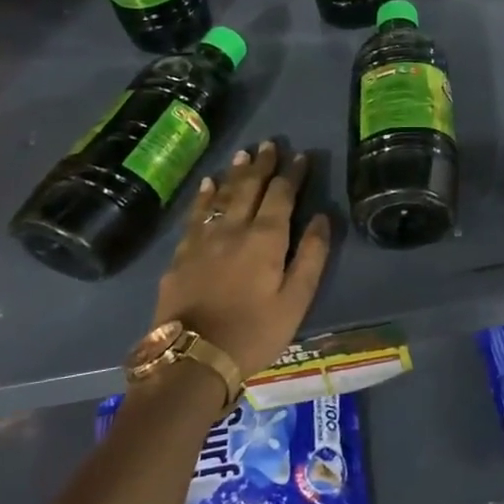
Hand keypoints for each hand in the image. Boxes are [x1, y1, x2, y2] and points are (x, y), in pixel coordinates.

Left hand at [151, 141, 331, 380]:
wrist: (192, 359)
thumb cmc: (254, 333)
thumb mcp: (296, 300)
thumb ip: (311, 256)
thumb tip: (323, 218)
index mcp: (265, 239)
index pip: (282, 196)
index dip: (292, 174)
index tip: (301, 156)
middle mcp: (234, 229)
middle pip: (249, 188)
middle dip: (262, 165)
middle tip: (269, 144)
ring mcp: (203, 240)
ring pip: (221, 196)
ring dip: (234, 174)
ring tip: (243, 155)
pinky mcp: (181, 255)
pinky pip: (195, 215)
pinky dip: (203, 197)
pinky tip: (207, 185)